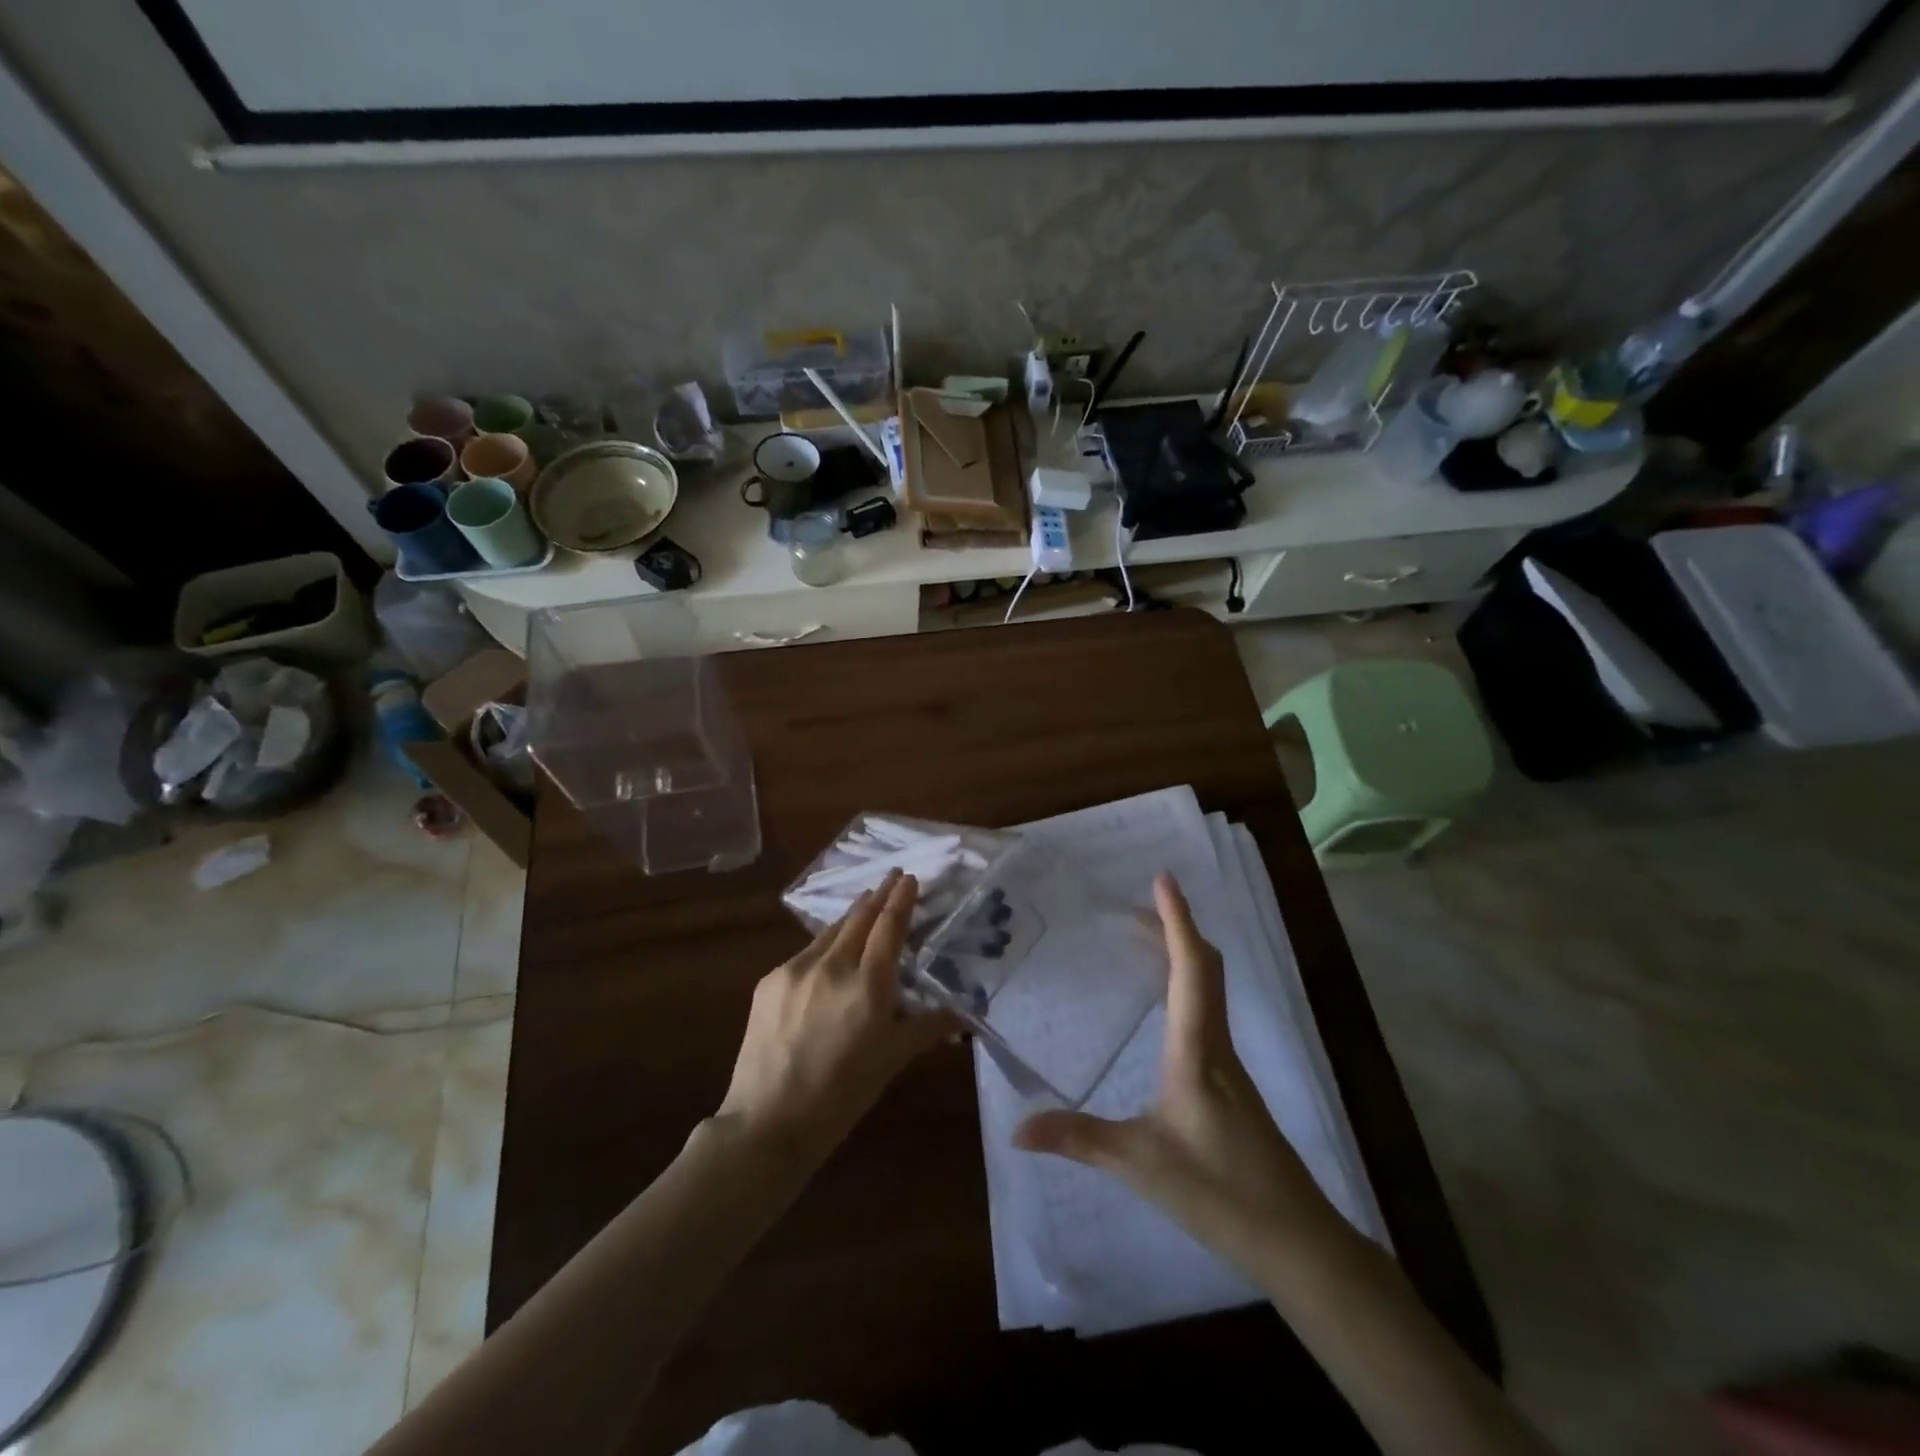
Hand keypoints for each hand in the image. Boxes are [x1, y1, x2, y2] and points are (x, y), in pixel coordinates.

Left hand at [715, 870, 958, 1167]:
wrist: (768, 1121)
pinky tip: (829, 952)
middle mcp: (832, 966)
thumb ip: (928, 1028)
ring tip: (865, 904)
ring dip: (851, 916)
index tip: (909, 877)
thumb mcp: (892, 1060)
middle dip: (878, 895)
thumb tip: (965, 1015)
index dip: (901, 899)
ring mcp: (796, 970)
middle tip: (892, 876)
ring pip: (831, 932)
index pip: (889, 927)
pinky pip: (806, 954)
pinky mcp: (770, 982)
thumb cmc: (842, 1094)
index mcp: (868, 985)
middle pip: (859, 918)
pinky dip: (825, 945)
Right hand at [1014, 873, 1337, 1274]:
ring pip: (1210, 988)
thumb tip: (1016, 1129)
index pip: (1190, 967)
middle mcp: (1216, 1043)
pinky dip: (1186, 985)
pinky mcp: (1231, 1084)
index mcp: (1196, 1048)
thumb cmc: (1220, 1191)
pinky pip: (1208, 1012)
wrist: (1297, 1240)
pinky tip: (1164, 1008)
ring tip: (1145, 942)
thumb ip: (1078, 1139)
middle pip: (1206, 967)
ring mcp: (1228, 1064)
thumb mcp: (1139, 1163)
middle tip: (1138, 906)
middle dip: (1175, 928)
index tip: (1163, 879)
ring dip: (1182, 954)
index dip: (1176, 920)